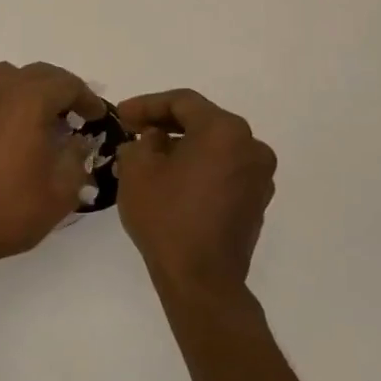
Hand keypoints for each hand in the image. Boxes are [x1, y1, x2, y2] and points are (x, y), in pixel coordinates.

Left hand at [0, 61, 104, 272]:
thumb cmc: (10, 210)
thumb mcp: (61, 190)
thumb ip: (76, 156)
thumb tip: (78, 140)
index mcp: (26, 103)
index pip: (65, 83)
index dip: (86, 98)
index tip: (96, 117)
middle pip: (35, 74)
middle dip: (60, 88)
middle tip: (75, 114)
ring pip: (5, 78)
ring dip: (29, 89)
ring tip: (43, 118)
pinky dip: (4, 102)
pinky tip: (12, 131)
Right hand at [114, 89, 275, 309]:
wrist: (200, 277)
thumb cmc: (166, 216)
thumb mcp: (137, 170)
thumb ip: (143, 141)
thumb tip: (155, 139)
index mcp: (224, 131)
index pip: (182, 102)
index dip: (147, 104)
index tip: (121, 115)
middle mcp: (251, 146)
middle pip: (203, 122)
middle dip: (166, 124)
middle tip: (134, 131)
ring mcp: (259, 176)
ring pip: (215, 147)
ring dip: (183, 146)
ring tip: (150, 157)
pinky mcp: (257, 201)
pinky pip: (224, 170)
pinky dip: (199, 167)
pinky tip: (173, 181)